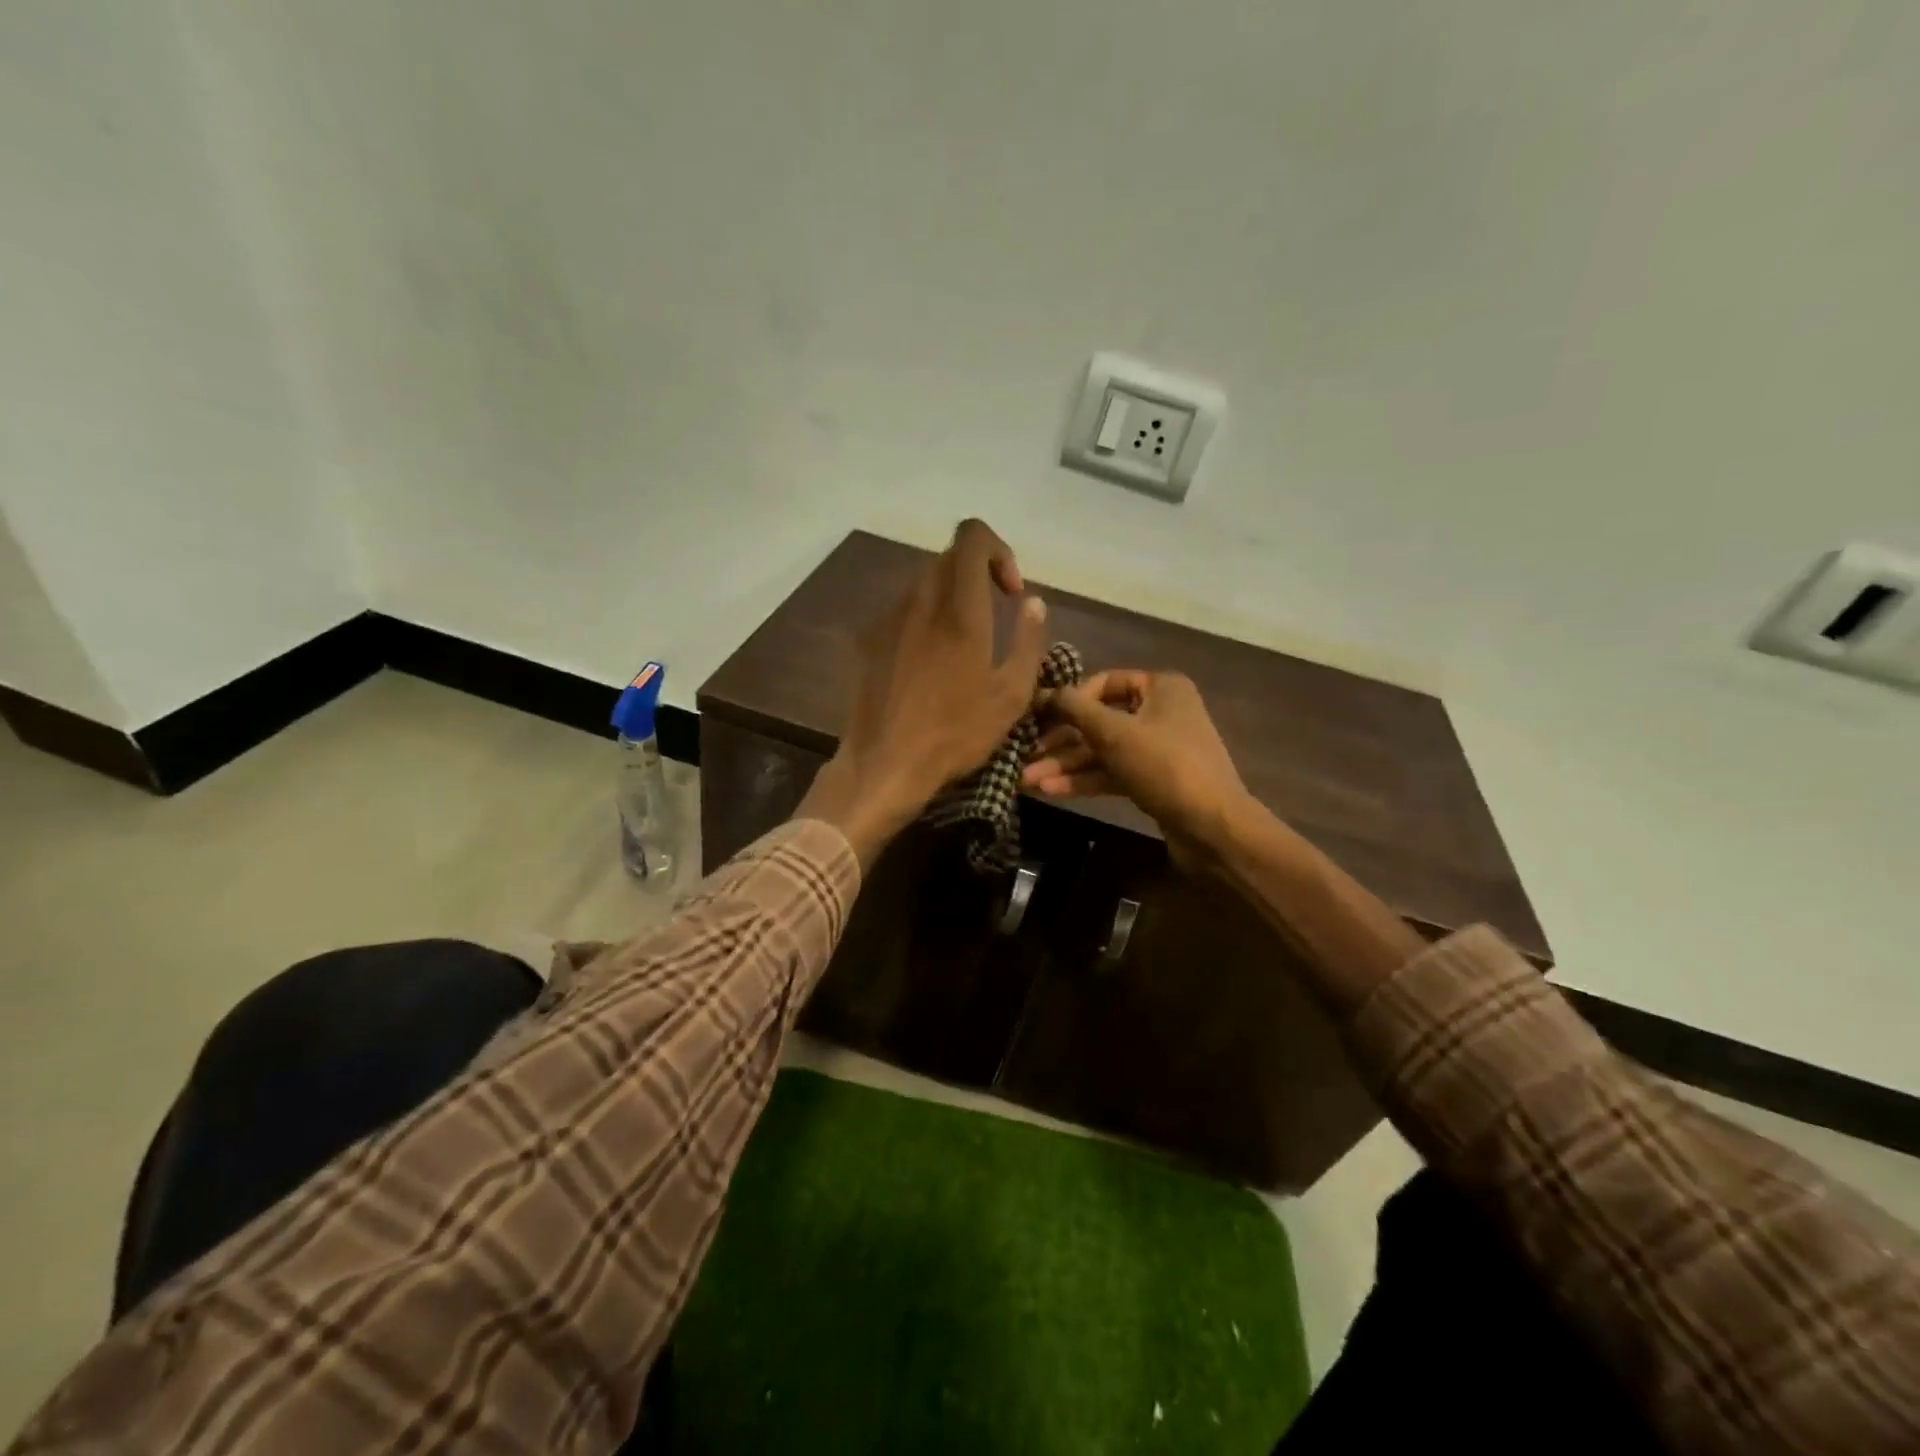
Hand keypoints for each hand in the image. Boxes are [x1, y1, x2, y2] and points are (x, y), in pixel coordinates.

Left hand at [800, 519, 1048, 865]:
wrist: (884, 764)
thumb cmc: (955, 734)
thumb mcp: (1011, 695)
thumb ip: (1029, 641)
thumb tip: (1034, 602)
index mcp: (960, 609)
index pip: (972, 536)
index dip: (998, 550)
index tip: (1010, 592)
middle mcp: (920, 601)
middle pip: (949, 558)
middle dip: (977, 575)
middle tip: (994, 615)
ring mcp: (887, 618)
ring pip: (923, 584)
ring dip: (950, 599)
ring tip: (962, 645)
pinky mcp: (867, 639)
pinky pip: (902, 612)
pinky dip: (923, 621)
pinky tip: (928, 666)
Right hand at [1022, 670, 1251, 862]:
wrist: (1213, 827)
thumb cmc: (1164, 766)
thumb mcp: (1114, 732)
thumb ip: (1074, 709)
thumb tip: (1042, 692)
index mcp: (1160, 687)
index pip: (1103, 682)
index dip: (1068, 699)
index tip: (1037, 718)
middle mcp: (1160, 711)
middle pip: (1099, 720)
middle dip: (1059, 742)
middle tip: (1022, 756)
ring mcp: (1157, 748)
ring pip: (1102, 750)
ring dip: (1065, 764)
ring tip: (1026, 780)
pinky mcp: (1152, 779)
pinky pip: (1112, 772)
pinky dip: (1084, 779)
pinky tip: (1051, 791)